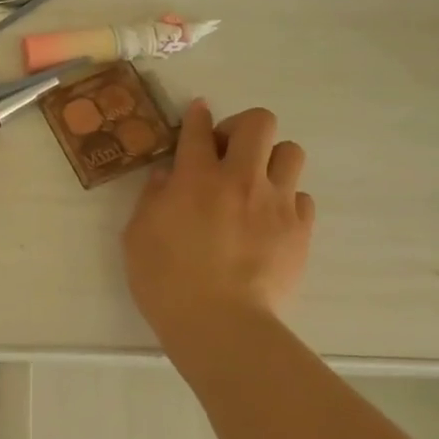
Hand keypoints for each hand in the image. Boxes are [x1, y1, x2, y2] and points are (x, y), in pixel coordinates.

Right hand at [123, 101, 313, 334]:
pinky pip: (301, 197)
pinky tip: (269, 221)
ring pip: (291, 152)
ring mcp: (276, 203)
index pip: (198, 128)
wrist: (220, 324)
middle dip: (241, 127)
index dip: (197, 116)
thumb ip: (152, 198)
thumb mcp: (137, 236)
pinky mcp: (300, 230)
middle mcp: (240, 179)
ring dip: (270, 160)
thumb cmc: (166, 282)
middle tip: (226, 153)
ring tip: (254, 184)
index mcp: (196, 178)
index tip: (198, 114)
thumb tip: (168, 177)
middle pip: (259, 122)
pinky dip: (285, 201)